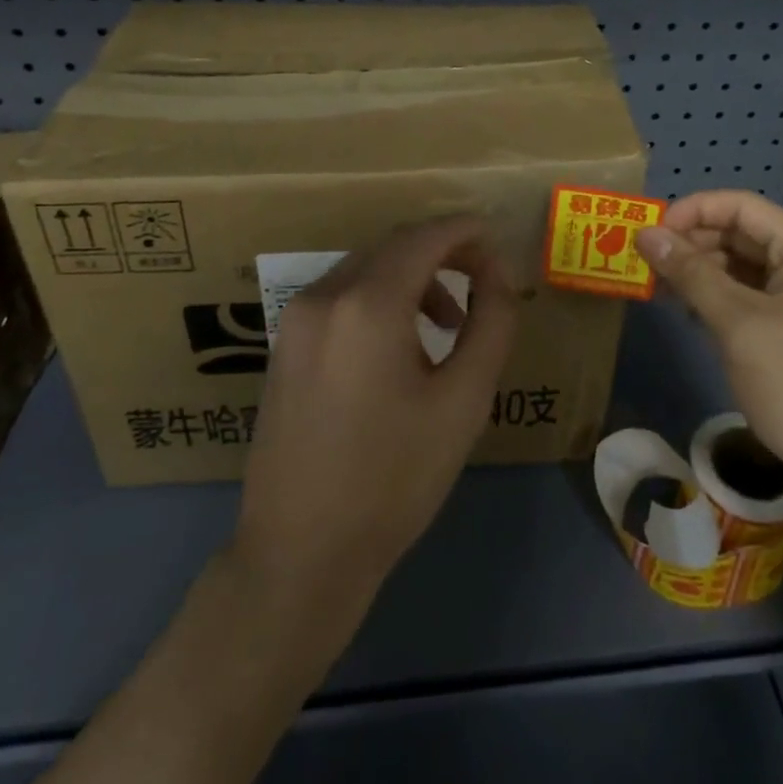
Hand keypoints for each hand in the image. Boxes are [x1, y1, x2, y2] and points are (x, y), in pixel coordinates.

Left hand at [231, 216, 518, 613]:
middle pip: (393, 246)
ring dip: (413, 278)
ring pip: (367, 268)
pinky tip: (401, 344)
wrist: (300, 553)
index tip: (497, 240)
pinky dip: (380, 298)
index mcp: (367, 304)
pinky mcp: (284, 344)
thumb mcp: (464, 401)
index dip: (466, 230)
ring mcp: (295, 319)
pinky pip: (342, 296)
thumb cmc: (394, 479)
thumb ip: (491, 323)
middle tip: (483, 283)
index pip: (425, 237)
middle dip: (443, 253)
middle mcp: (324, 295)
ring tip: (448, 325)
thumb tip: (498, 275)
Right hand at [634, 190, 782, 511]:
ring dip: (701, 269)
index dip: (691, 212)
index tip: (649, 234)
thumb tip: (645, 234)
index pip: (740, 206)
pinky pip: (750, 290)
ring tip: (662, 288)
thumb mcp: (737, 324)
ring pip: (741, 262)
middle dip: (692, 242)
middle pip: (740, 231)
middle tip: (648, 264)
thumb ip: (690, 273)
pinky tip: (689, 310)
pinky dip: (718, 293)